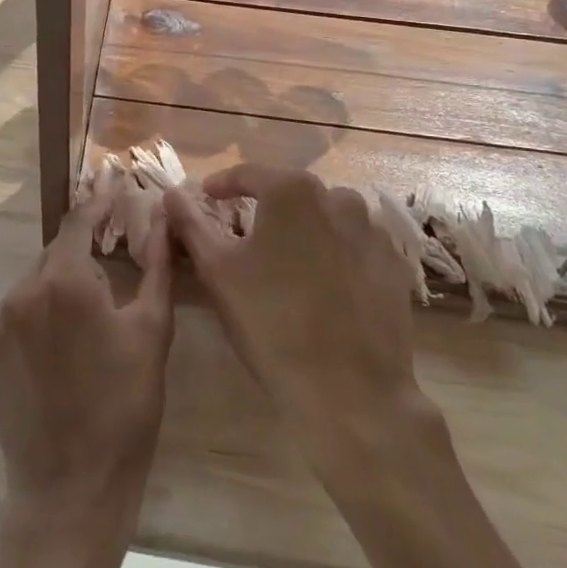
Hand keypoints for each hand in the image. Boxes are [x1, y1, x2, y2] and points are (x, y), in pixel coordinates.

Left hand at [0, 194, 173, 535]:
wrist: (70, 491)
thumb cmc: (125, 409)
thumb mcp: (152, 333)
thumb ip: (156, 266)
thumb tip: (163, 219)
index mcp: (65, 281)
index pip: (79, 220)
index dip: (98, 199)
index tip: (112, 180)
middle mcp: (22, 290)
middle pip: (57, 251)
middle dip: (83, 250)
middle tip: (111, 262)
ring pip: (35, 281)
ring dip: (61, 284)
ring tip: (89, 316)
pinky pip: (16, 312)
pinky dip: (39, 312)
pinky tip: (61, 345)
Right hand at [164, 166, 438, 478]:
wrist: (351, 392)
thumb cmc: (271, 323)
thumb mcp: (218, 271)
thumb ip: (191, 225)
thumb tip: (171, 194)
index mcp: (292, 191)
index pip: (248, 174)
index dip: (221, 186)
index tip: (205, 199)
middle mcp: (338, 198)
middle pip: (290, 194)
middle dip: (265, 209)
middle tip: (244, 238)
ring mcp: (373, 232)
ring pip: (327, 217)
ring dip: (303, 230)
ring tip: (286, 263)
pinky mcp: (395, 266)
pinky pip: (355, 246)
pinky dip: (335, 254)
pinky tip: (323, 285)